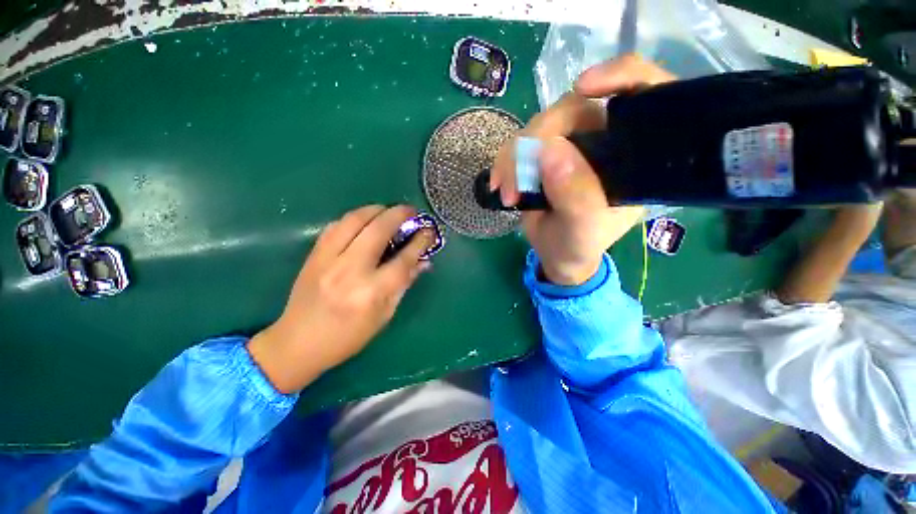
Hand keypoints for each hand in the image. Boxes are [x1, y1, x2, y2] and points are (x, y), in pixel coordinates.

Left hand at [248, 205, 433, 393]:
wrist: (298, 343)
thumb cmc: (348, 336)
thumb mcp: (384, 315)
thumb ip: (404, 284)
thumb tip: (423, 261)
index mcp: (372, 292)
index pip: (403, 259)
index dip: (420, 242)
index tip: (429, 231)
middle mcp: (350, 271)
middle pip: (379, 230)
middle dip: (399, 214)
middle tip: (411, 211)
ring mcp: (328, 259)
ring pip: (355, 220)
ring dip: (376, 210)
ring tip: (389, 211)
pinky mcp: (313, 255)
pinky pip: (336, 225)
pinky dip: (355, 218)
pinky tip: (365, 221)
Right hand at [490, 54, 675, 285]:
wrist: (555, 254)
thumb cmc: (579, 245)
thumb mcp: (582, 230)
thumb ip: (575, 196)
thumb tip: (550, 149)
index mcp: (630, 155)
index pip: (642, 94)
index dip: (619, 75)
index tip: (583, 86)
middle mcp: (602, 141)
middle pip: (571, 109)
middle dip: (536, 141)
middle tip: (517, 182)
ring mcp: (569, 145)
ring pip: (537, 127)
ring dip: (513, 158)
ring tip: (508, 194)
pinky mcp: (541, 155)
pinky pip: (518, 144)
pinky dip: (504, 163)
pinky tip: (500, 186)